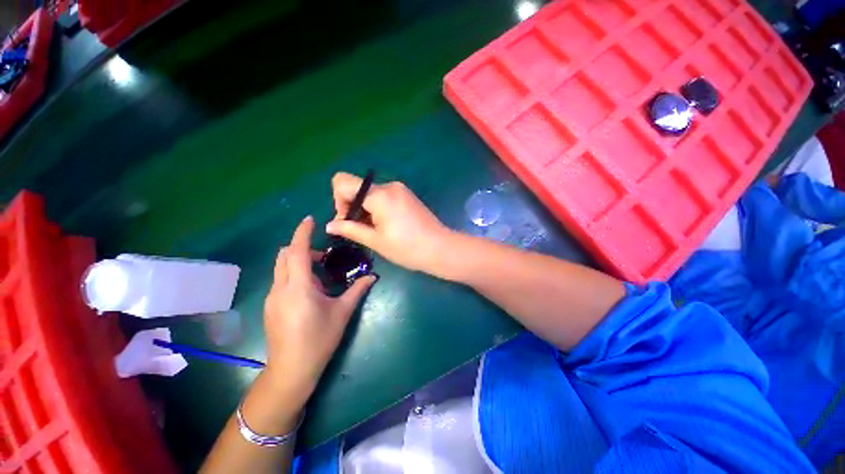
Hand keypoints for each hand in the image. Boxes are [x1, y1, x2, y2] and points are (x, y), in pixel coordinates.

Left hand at [262, 216, 375, 405]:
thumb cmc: (319, 340)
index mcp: (299, 287)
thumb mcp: (342, 313)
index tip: (310, 219)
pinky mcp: (271, 306)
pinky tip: (310, 290)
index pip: (297, 251)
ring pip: (281, 267)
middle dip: (302, 247)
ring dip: (298, 261)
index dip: (302, 232)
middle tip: (324, 255)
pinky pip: (281, 280)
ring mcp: (273, 297)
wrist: (291, 370)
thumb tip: (372, 276)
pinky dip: (294, 274)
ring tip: (320, 273)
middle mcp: (281, 288)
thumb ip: (357, 290)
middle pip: (284, 255)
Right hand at [326, 172, 453, 274]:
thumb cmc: (407, 248)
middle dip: (353, 208)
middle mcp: (389, 186)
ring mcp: (400, 190)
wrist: (440, 248)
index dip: (338, 201)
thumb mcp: (375, 240)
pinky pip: (384, 197)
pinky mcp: (407, 196)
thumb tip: (330, 225)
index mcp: (379, 195)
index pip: (343, 182)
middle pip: (358, 188)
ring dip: (366, 210)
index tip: (348, 221)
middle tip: (360, 230)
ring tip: (375, 231)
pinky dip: (377, 209)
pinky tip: (385, 226)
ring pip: (371, 194)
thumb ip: (350, 229)